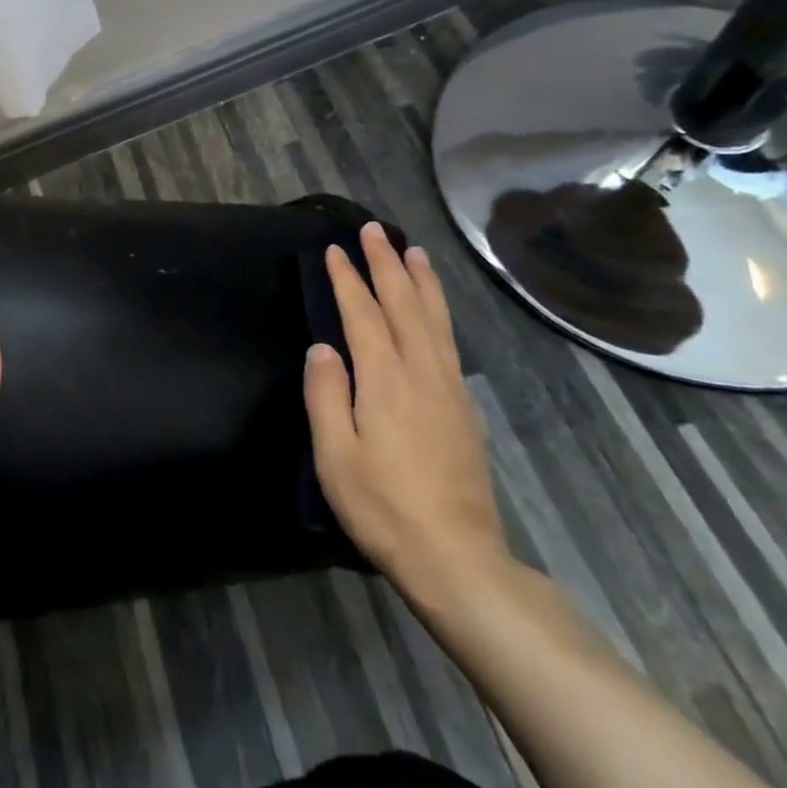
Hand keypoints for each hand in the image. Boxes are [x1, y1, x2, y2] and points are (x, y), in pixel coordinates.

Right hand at [303, 223, 507, 602]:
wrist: (457, 557)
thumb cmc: (383, 507)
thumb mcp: (336, 457)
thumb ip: (326, 396)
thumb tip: (322, 347)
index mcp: (385, 380)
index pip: (363, 315)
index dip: (348, 280)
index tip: (335, 250)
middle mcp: (421, 372)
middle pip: (403, 304)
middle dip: (386, 264)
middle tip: (374, 230)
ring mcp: (449, 388)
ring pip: (434, 318)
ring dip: (420, 280)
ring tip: (413, 250)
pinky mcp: (464, 407)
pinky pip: (448, 340)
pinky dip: (439, 311)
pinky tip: (435, 309)